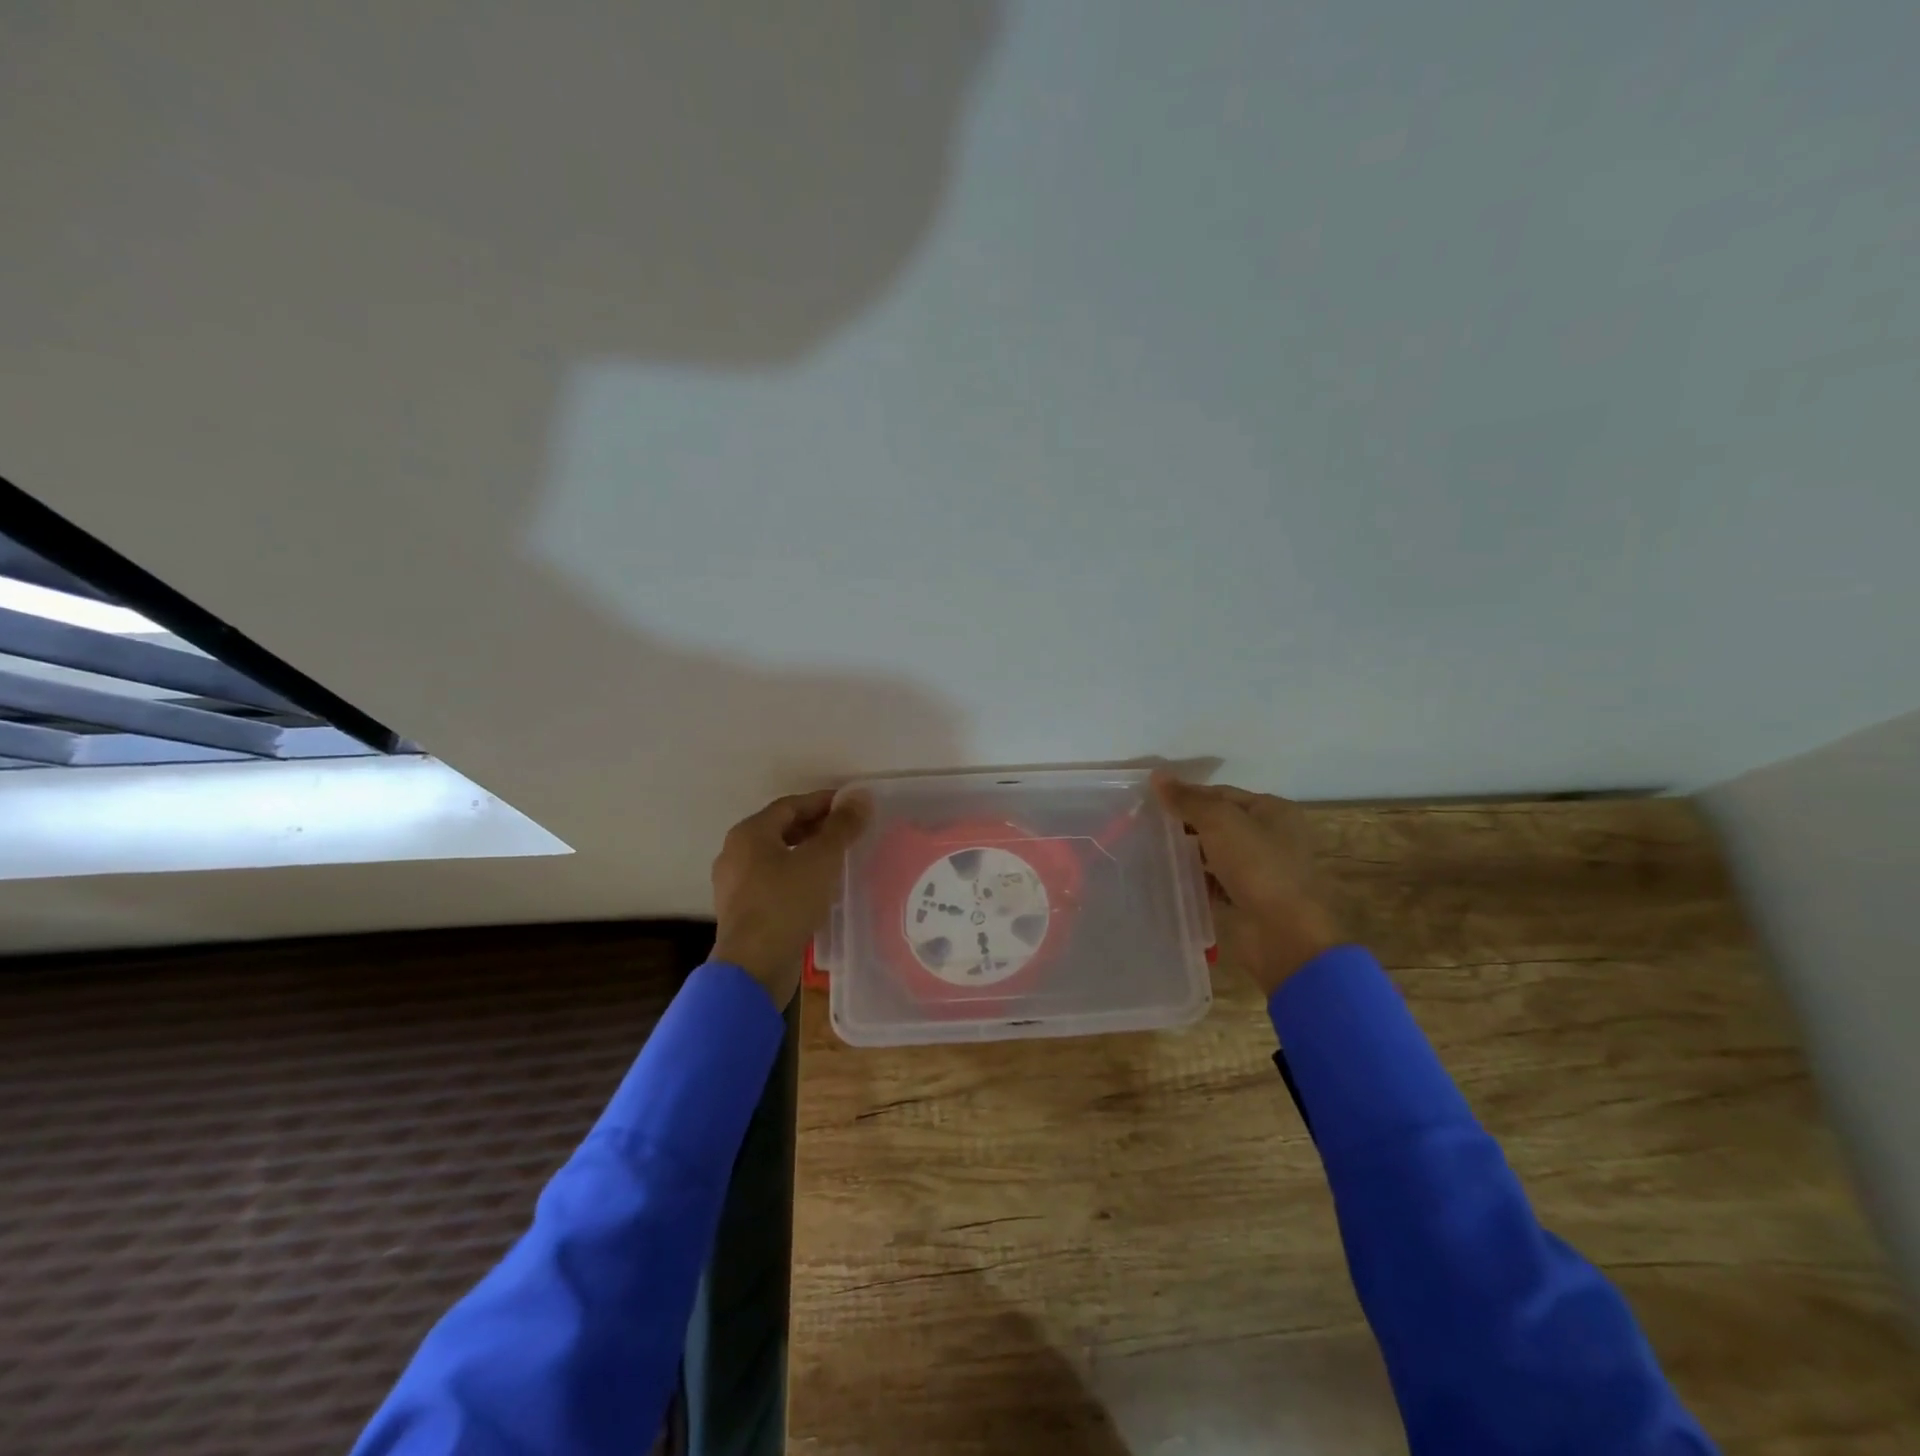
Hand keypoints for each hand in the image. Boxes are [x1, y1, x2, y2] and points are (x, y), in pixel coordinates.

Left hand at [711, 789, 870, 1007]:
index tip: (853, 806)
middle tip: (849, 832)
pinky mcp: (742, 911)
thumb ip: (842, 827)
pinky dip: (797, 877)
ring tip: (839, 859)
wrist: (754, 966)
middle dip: (816, 828)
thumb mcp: (821, 860)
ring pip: (777, 857)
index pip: (791, 805)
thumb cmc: (786, 902)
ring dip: (807, 854)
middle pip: (782, 829)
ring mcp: (735, 884)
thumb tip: (860, 796)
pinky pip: (773, 882)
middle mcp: (736, 853)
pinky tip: (820, 889)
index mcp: (749, 833)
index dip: (824, 802)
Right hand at [1154, 775, 1341, 996]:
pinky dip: (1196, 881)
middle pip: (1219, 823)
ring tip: (1153, 852)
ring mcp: (1262, 871)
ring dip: (1189, 854)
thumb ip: (1188, 799)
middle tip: (1148, 827)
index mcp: (1273, 811)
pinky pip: (1216, 882)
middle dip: (1186, 825)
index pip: (1222, 793)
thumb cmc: (1258, 867)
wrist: (1285, 934)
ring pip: (1216, 854)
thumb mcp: (1220, 822)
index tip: (1153, 802)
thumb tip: (1157, 776)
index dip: (1189, 795)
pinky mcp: (1249, 900)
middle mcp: (1271, 837)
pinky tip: (1170, 881)